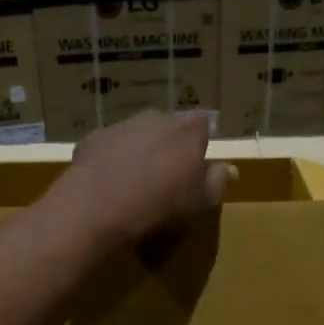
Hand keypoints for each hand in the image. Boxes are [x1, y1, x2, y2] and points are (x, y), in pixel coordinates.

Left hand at [51, 111, 236, 247]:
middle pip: (169, 126)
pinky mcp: (93, 139)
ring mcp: (122, 125)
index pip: (203, 123)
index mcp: (188, 130)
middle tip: (166, 174)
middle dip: (169, 144)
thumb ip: (218, 181)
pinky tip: (109, 183)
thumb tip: (229, 168)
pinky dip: (111, 159)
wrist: (100, 206)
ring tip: (135, 181)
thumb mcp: (202, 201)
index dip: (199, 142)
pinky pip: (109, 146)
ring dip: (139, 150)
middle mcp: (156, 118)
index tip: (196, 163)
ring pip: (137, 134)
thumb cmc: (162, 205)